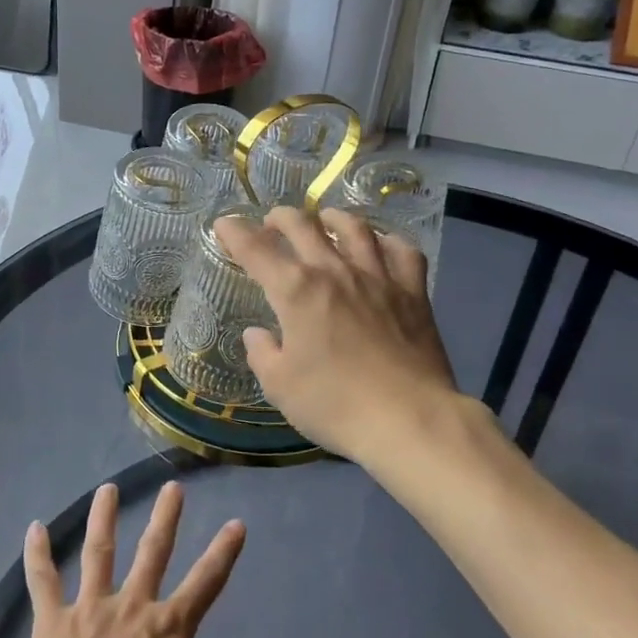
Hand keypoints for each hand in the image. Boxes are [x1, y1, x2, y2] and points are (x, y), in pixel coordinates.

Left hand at [0, 481, 290, 637]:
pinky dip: (38, 554)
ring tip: (107, 488)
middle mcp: (130, 608)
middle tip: (173, 486)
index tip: (236, 522)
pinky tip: (34, 528)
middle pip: (152, 554)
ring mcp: (87, 612)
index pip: (205, 583)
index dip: (223, 553)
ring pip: (98, 553)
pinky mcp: (50, 625)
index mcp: (166, 631)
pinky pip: (42, 582)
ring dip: (104, 519)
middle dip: (165, 519)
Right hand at [215, 205, 466, 461]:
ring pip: (355, 228)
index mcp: (296, 290)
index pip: (255, 249)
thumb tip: (258, 334)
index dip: (235, 232)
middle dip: (281, 218)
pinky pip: (404, 252)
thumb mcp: (280, 387)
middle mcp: (335, 271)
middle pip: (303, 226)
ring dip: (334, 217)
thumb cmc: (335, 405)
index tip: (224, 224)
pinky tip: (383, 245)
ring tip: (327, 219)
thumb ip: (263, 354)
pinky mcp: (413, 292)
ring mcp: (378, 277)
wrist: (409, 419)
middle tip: (273, 223)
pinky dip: (390, 242)